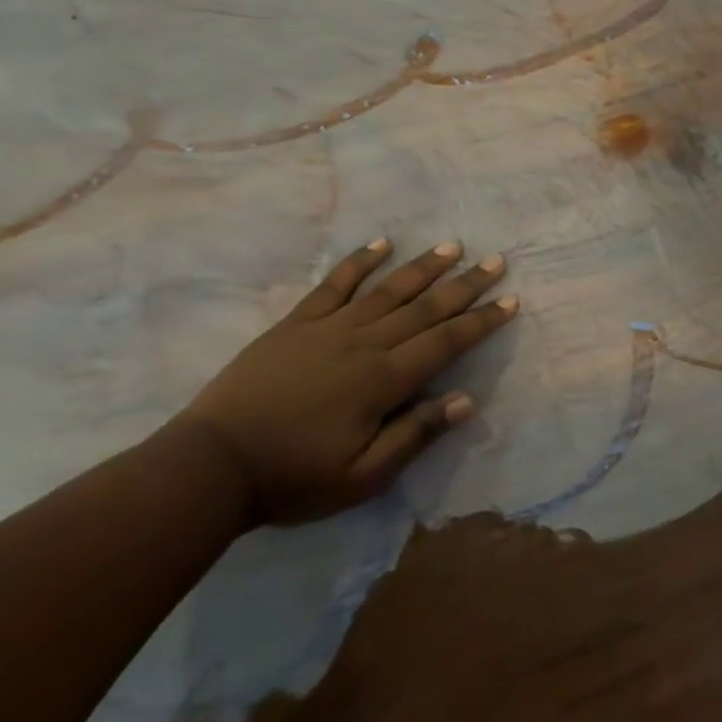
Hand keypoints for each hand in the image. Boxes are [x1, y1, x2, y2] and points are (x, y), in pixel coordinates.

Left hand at [178, 238, 517, 523]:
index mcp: (383, 380)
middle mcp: (364, 342)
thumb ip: (415, 434)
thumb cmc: (293, 477)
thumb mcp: (362, 476)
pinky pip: (334, 284)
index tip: (510, 301)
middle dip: (464, 285)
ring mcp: (328, 327)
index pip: (445, 342)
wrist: (212, 464)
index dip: (481, 321)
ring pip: (387, 289)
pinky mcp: (296, 322)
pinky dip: (359, 262)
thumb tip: (466, 399)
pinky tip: (380, 244)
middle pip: (425, 308)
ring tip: (452, 246)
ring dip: (423, 266)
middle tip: (495, 261)